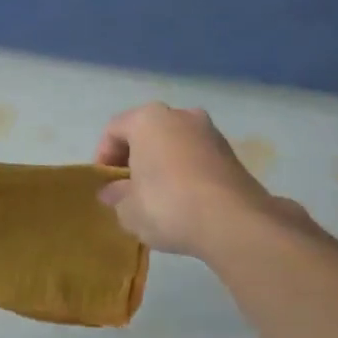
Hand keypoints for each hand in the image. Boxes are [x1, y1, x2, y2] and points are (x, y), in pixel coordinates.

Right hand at [93, 104, 274, 256]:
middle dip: (134, 160)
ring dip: (161, 165)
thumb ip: (115, 196)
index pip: (114, 130)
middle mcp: (181, 115)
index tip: (105, 187)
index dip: (103, 158)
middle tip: (127, 191)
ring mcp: (210, 132)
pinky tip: (183, 201)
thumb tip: (112, 192)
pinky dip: (184, 173)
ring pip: (173, 144)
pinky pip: (195, 158)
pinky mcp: (231, 154)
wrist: (234, 222)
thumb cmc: (167, 206)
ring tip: (156, 199)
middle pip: (146, 133)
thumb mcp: (128, 209)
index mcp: (148, 119)